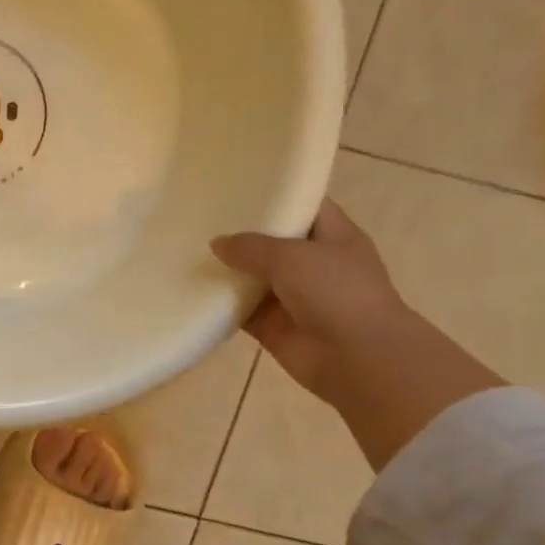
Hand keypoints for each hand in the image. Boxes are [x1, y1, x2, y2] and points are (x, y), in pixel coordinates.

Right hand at [211, 201, 502, 468]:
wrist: (356, 358)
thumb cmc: (336, 292)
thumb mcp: (292, 256)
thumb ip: (251, 247)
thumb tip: (216, 244)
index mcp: (334, 237)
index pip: (304, 206)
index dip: (276, 195)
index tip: (238, 187)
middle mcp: (314, 264)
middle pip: (272, 242)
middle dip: (241, 233)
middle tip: (200, 217)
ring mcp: (293, 297)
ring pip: (253, 277)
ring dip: (227, 270)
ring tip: (187, 249)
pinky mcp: (273, 326)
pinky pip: (241, 310)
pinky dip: (220, 304)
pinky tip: (190, 290)